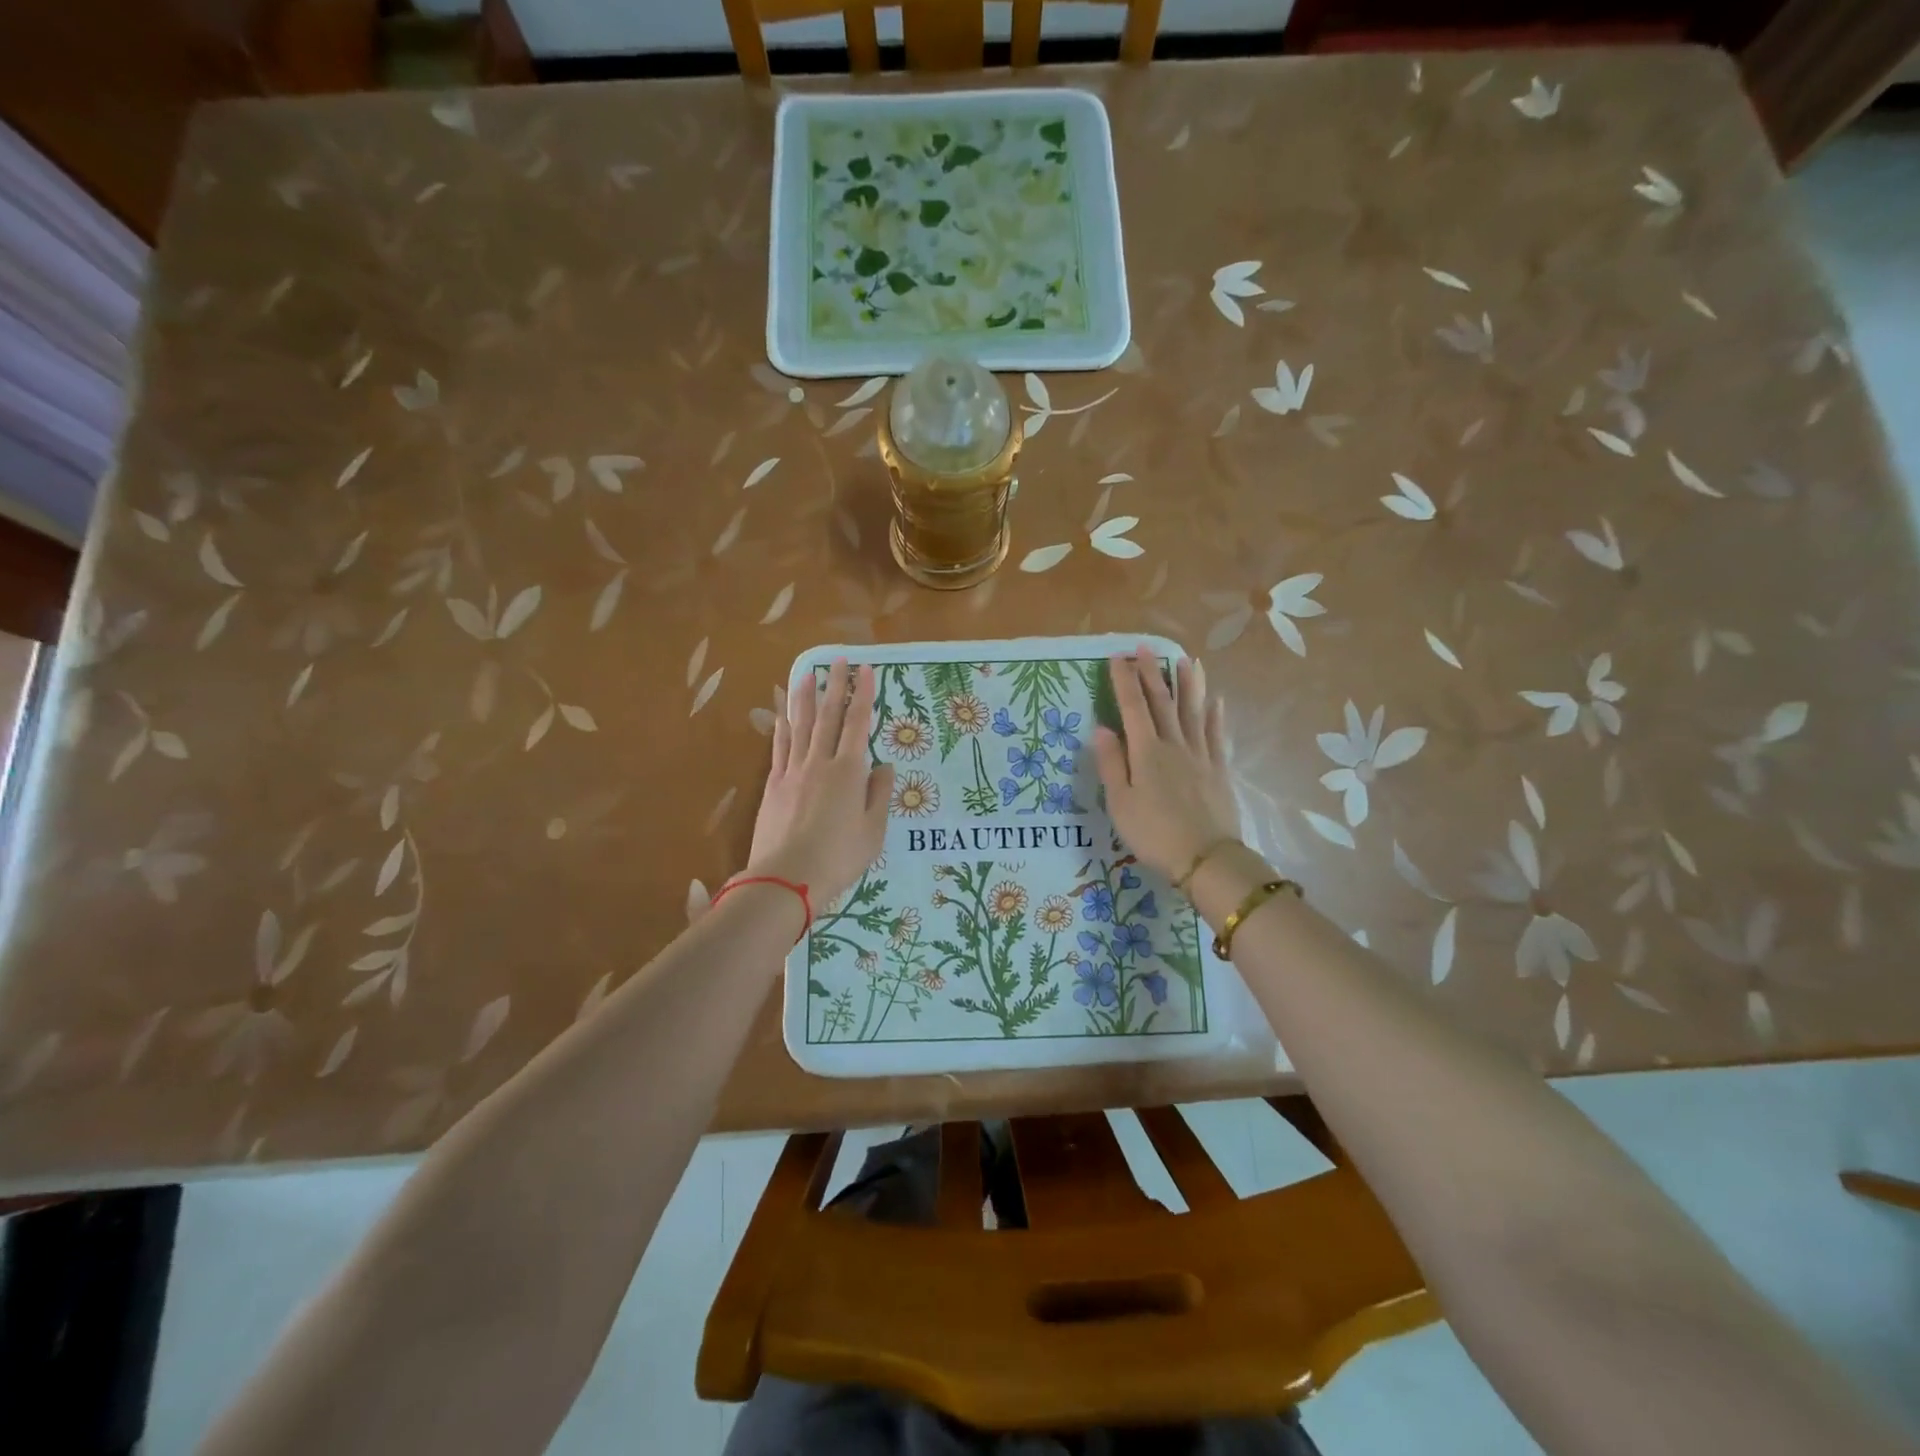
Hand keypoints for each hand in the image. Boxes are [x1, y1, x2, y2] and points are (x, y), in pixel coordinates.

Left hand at [745, 659, 894, 909]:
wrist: (787, 878)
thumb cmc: (839, 857)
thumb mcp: (874, 831)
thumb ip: (879, 794)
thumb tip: (883, 765)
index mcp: (849, 772)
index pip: (859, 724)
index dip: (864, 695)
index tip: (866, 670)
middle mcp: (820, 763)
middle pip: (828, 716)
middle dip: (835, 686)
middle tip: (838, 659)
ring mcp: (793, 771)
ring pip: (800, 725)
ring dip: (805, 696)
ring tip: (807, 672)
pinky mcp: (773, 785)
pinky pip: (780, 747)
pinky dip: (782, 726)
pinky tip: (782, 712)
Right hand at [1091, 647, 1240, 880]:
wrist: (1206, 858)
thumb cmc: (1154, 833)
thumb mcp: (1120, 803)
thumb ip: (1111, 763)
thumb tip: (1101, 728)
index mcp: (1146, 752)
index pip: (1132, 708)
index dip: (1124, 681)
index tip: (1118, 657)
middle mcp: (1174, 745)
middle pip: (1162, 703)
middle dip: (1151, 673)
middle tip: (1145, 647)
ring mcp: (1200, 756)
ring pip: (1193, 712)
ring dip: (1187, 685)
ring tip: (1185, 660)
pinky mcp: (1219, 770)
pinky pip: (1216, 735)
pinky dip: (1214, 716)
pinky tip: (1215, 701)